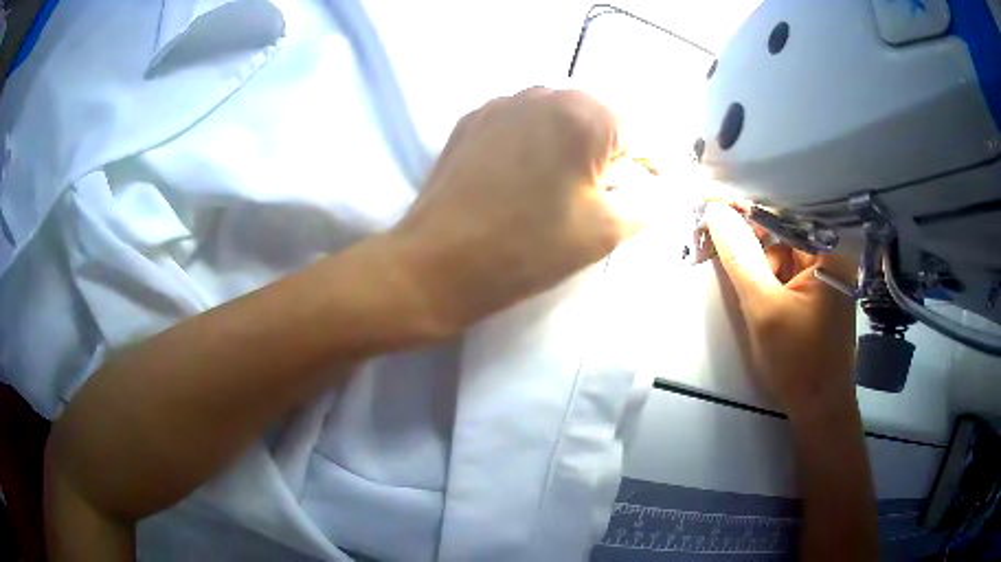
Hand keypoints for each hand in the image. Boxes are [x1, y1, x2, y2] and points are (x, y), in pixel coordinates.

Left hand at [390, 87, 639, 332]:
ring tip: (565, 182)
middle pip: (597, 117)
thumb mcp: (604, 231)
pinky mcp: (473, 119)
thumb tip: (662, 191)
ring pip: (557, 115)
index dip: (651, 164)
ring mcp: (502, 103)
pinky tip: (525, 174)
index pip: (638, 133)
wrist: (437, 263)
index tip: (654, 188)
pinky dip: (535, 141)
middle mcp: (544, 94)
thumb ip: (646, 204)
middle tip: (609, 189)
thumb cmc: (527, 249)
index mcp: (584, 116)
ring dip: (571, 142)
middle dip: (611, 150)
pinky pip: (521, 122)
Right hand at [704, 202, 857, 419]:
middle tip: (734, 269)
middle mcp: (832, 258)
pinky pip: (788, 277)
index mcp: (829, 253)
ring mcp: (826, 278)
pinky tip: (765, 310)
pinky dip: (770, 286)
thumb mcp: (764, 309)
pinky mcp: (818, 297)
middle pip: (784, 237)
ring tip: (757, 308)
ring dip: (762, 274)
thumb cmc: (798, 361)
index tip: (713, 211)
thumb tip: (716, 212)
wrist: (818, 410)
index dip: (748, 213)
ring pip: (783, 258)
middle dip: (756, 251)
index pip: (784, 217)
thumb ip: (741, 259)